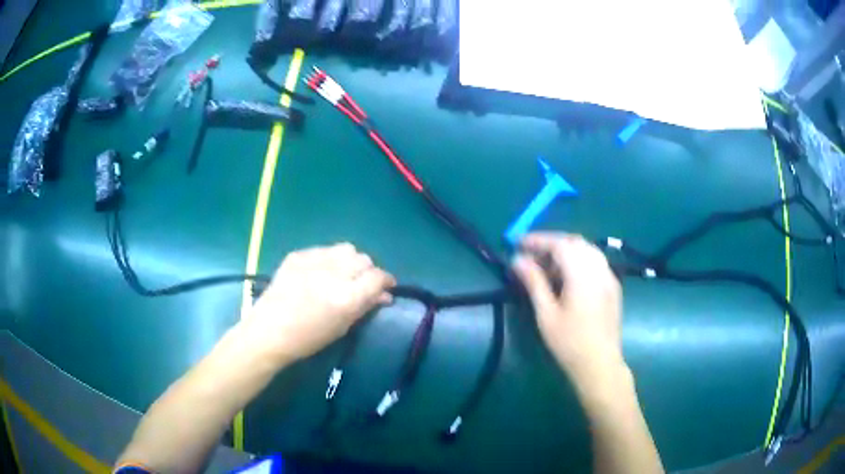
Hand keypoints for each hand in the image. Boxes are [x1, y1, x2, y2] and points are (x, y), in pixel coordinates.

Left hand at [242, 243, 395, 364]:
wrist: (269, 331)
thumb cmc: (308, 339)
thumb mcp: (342, 327)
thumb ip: (365, 306)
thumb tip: (384, 295)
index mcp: (346, 297)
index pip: (378, 277)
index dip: (386, 280)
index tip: (386, 287)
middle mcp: (333, 274)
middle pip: (364, 259)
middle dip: (368, 271)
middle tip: (361, 284)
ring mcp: (313, 261)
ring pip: (346, 249)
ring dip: (350, 261)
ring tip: (342, 273)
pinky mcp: (297, 255)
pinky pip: (323, 250)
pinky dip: (328, 259)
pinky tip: (320, 273)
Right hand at [513, 233, 624, 386]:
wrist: (599, 363)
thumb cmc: (569, 342)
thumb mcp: (546, 314)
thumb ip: (534, 282)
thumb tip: (517, 260)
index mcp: (582, 274)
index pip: (560, 244)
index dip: (538, 240)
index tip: (518, 243)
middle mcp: (599, 269)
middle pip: (575, 242)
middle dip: (551, 243)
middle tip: (530, 254)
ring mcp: (609, 276)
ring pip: (586, 250)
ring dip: (565, 250)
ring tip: (545, 265)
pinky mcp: (613, 286)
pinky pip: (595, 262)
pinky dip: (578, 260)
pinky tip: (566, 276)